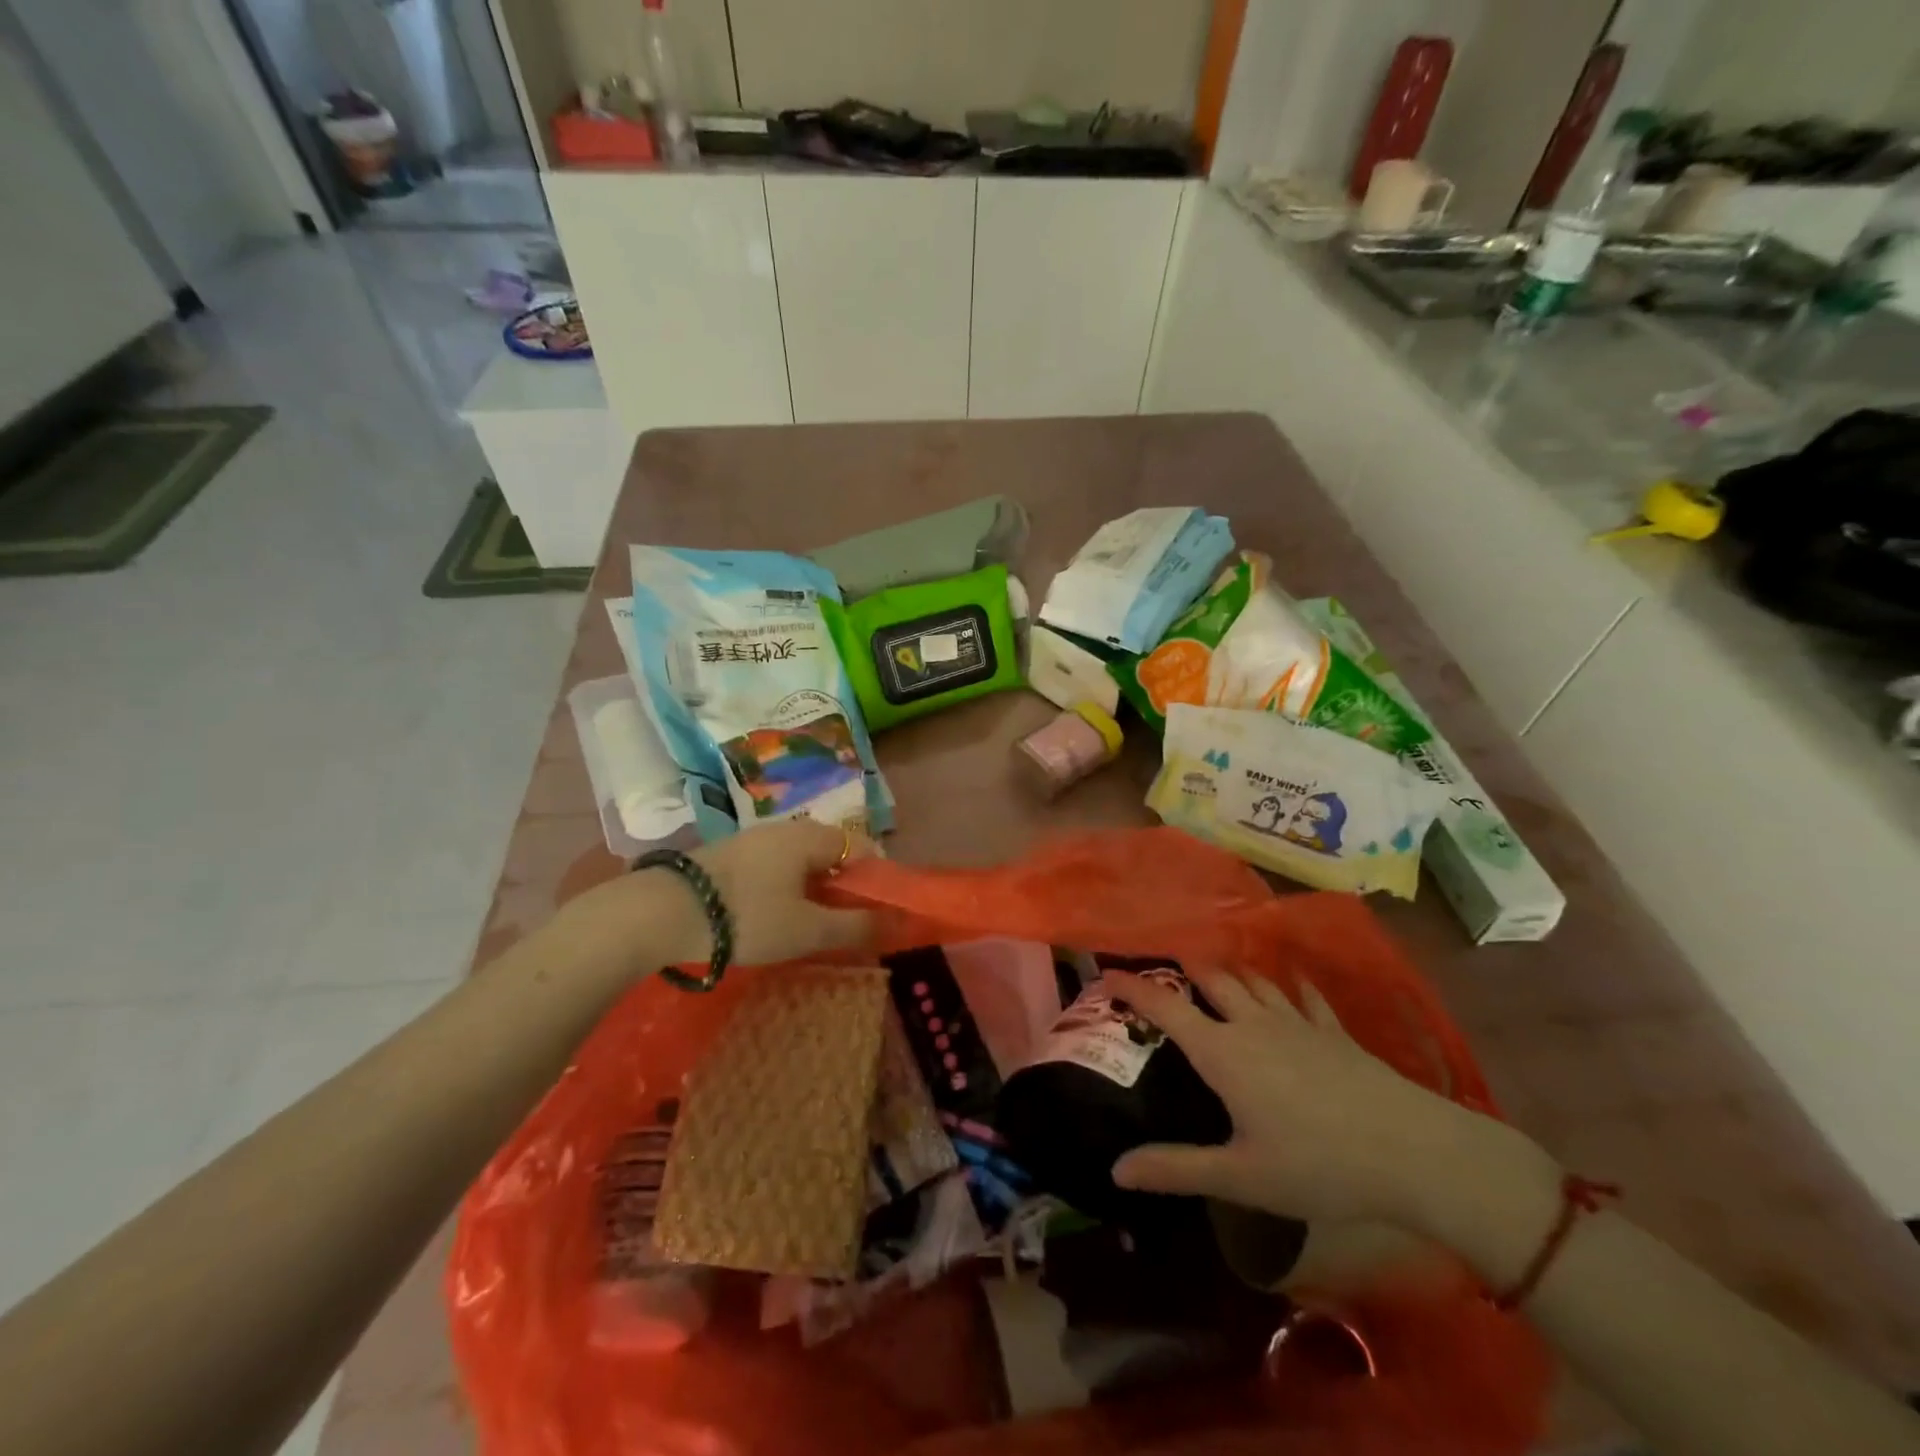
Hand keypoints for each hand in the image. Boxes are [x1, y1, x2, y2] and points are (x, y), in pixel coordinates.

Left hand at [679, 819, 876, 966]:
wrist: (663, 912)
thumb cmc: (748, 917)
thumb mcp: (807, 930)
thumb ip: (855, 926)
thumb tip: (896, 924)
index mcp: (810, 837)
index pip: (860, 848)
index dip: (873, 881)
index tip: (871, 915)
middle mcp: (784, 829)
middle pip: (830, 854)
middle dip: (841, 889)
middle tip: (838, 926)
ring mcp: (752, 839)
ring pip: (799, 862)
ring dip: (811, 890)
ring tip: (803, 927)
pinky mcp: (727, 855)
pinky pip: (772, 867)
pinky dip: (782, 889)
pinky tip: (768, 917)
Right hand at [1105, 966, 1527, 1230]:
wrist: (1415, 1153)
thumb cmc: (1319, 1166)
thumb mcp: (1240, 1176)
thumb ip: (1176, 1169)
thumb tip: (1115, 1170)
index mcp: (1223, 1052)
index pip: (1166, 1007)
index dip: (1132, 987)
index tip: (1105, 974)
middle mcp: (1254, 1024)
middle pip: (1210, 979)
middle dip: (1181, 968)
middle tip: (1161, 973)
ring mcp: (1298, 1022)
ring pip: (1253, 981)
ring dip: (1228, 972)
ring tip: (1213, 973)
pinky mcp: (1334, 1032)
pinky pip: (1304, 996)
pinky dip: (1288, 986)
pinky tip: (1290, 986)